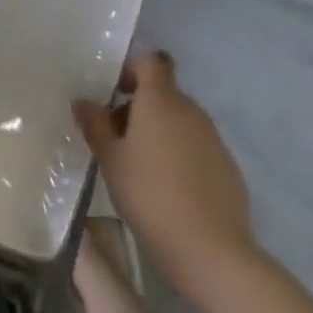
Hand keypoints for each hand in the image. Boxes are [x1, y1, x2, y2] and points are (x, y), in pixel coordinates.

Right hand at [74, 53, 256, 293]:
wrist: (211, 251)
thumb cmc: (149, 195)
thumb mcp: (110, 160)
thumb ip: (94, 124)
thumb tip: (83, 101)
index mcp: (161, 100)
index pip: (152, 62)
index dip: (133, 70)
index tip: (115, 93)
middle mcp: (191, 110)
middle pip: (163, 94)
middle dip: (139, 108)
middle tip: (116, 139)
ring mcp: (214, 139)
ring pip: (180, 122)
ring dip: (159, 132)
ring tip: (139, 168)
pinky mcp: (228, 168)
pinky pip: (197, 148)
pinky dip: (181, 156)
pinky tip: (168, 190)